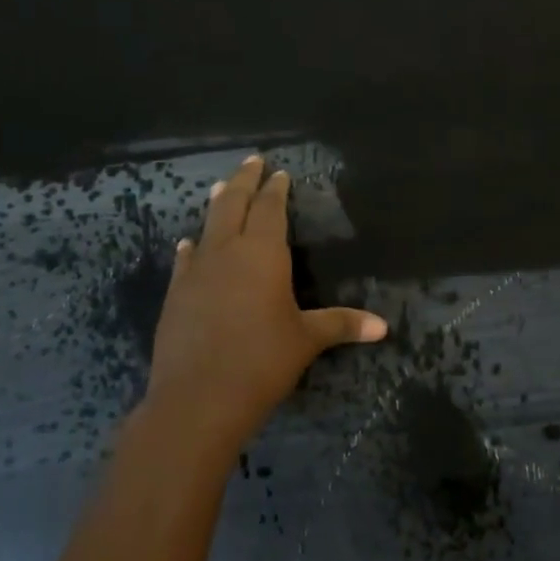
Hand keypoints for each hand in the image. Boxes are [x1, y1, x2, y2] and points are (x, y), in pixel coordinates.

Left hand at [140, 156, 387, 468]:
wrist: (197, 399)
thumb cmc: (262, 362)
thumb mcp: (307, 340)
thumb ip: (342, 325)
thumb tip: (383, 327)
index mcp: (263, 255)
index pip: (270, 210)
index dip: (276, 190)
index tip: (279, 173)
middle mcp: (227, 253)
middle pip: (234, 205)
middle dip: (244, 181)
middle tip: (251, 161)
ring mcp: (196, 272)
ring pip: (207, 227)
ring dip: (217, 205)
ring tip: (221, 188)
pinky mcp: (176, 295)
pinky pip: (186, 260)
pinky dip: (192, 247)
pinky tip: (189, 244)